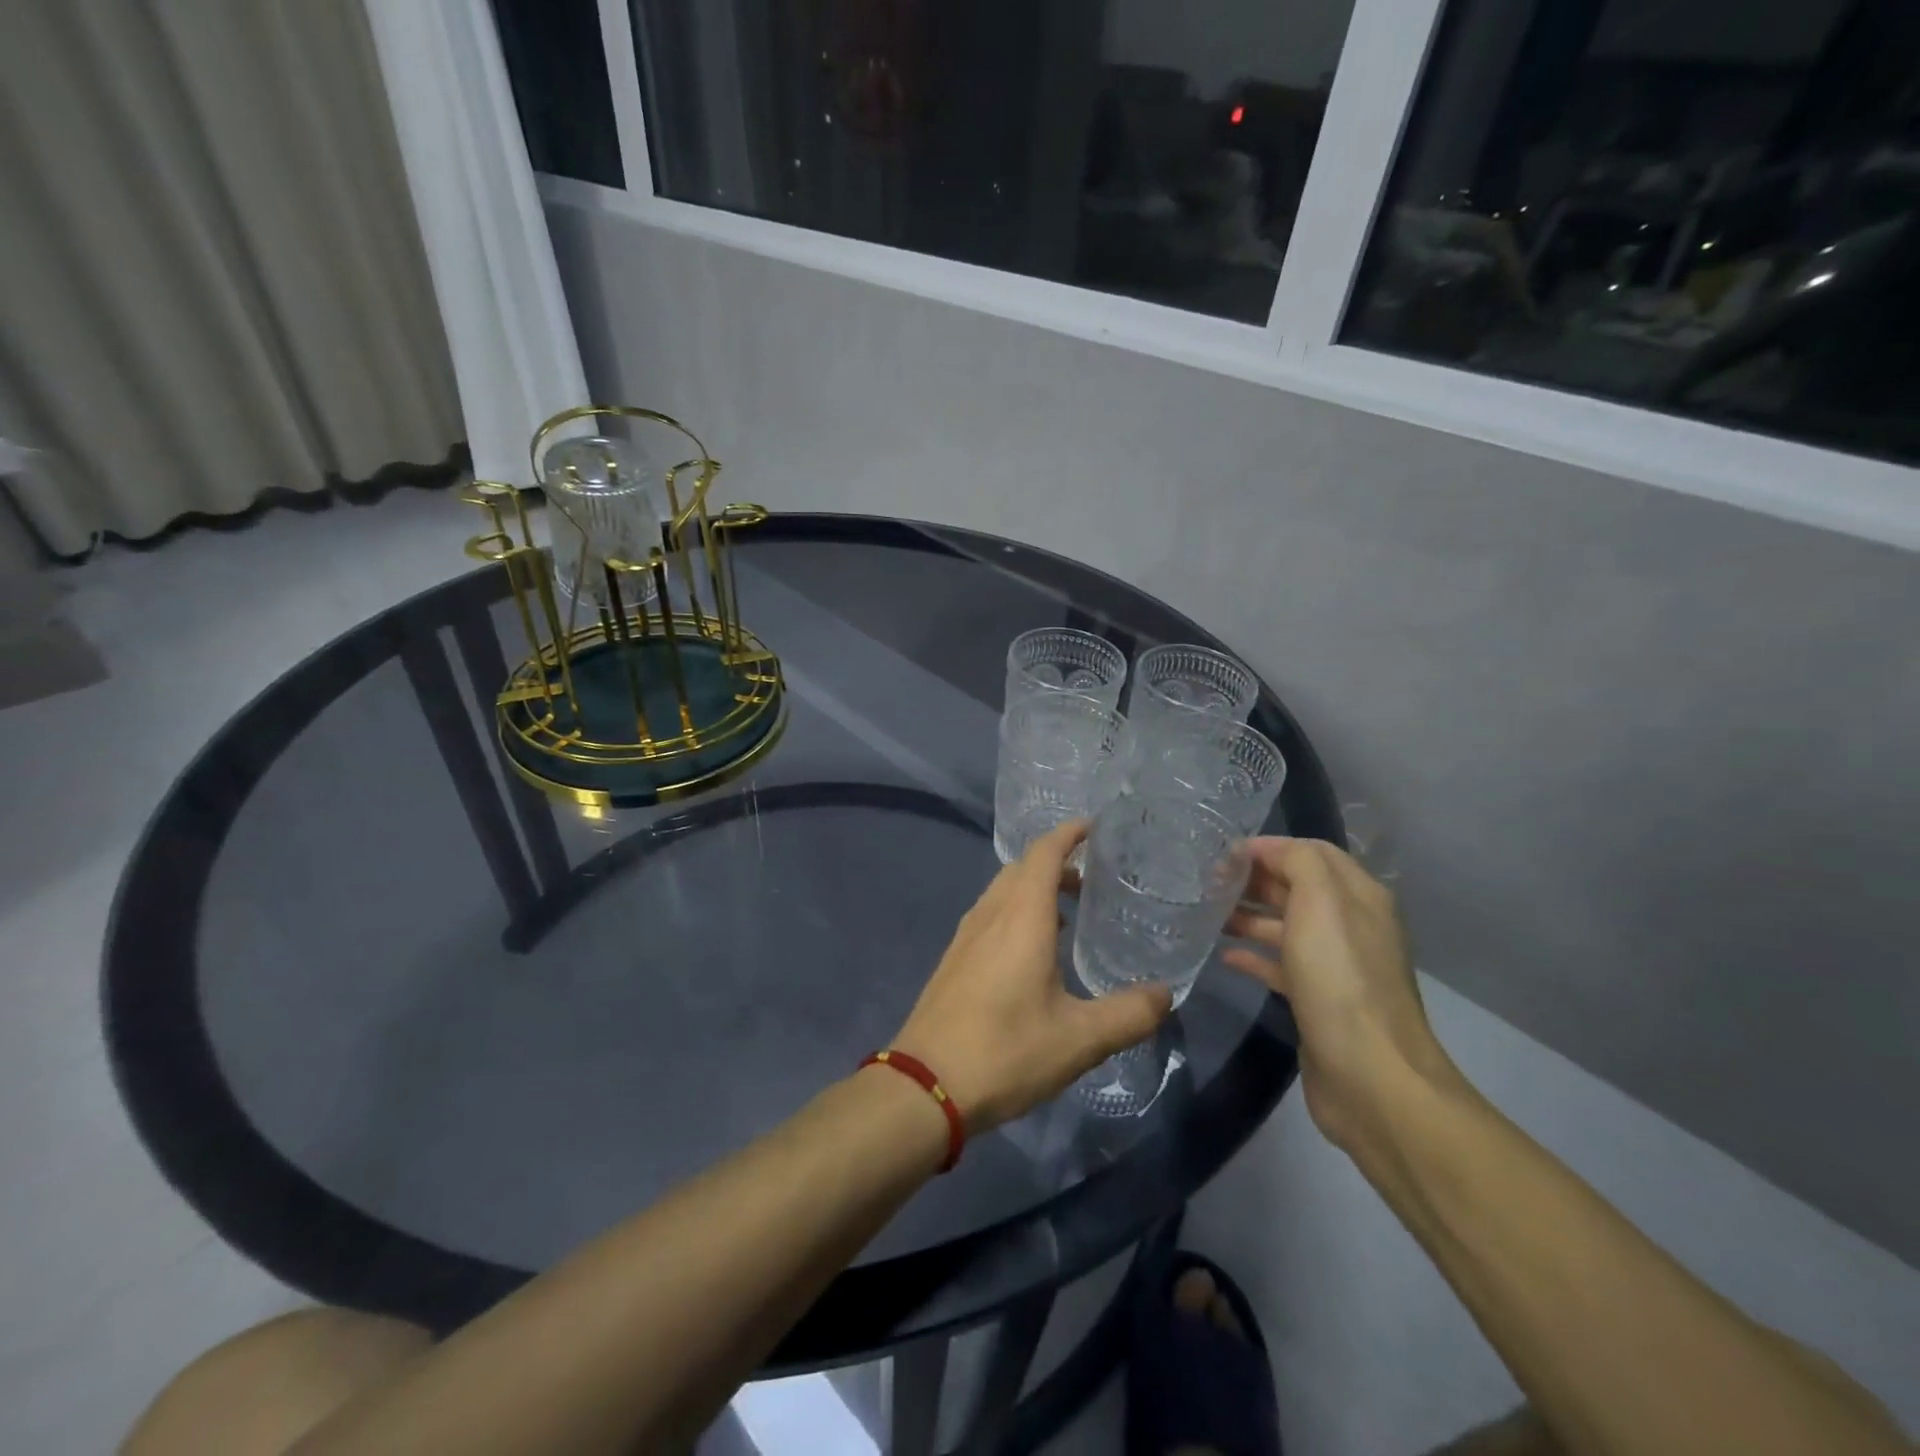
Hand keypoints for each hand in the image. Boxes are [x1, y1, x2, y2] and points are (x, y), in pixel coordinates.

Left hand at [892, 820, 1172, 1133]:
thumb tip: (1166, 994)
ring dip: (1034, 889)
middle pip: (1022, 868)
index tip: (1096, 828)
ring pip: (1002, 892)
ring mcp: (965, 936)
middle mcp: (989, 915)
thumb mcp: (1080, 1039)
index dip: (1069, 833)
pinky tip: (1034, 952)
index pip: (1043, 852)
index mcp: (1021, 917)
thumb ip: (1129, 1014)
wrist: (924, 1085)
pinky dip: (1016, 913)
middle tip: (1094, 879)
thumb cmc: (1005, 1052)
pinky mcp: (953, 960)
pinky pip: (990, 916)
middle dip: (1056, 863)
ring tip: (1071, 914)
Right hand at [1223, 837, 1455, 1153]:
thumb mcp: (1320, 902)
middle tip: (1207, 882)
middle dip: (1255, 880)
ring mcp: (1335, 967)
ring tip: (1206, 914)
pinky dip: (1253, 956)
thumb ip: (1297, 862)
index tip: (1223, 854)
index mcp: (1358, 897)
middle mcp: (1350, 926)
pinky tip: (1225, 957)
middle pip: (1298, 888)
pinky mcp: (1317, 1002)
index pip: (1312, 853)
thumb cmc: (1340, 978)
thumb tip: (1265, 849)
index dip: (1269, 848)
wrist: (1370, 1076)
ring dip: (1249, 915)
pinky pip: (1280, 966)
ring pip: (1286, 927)